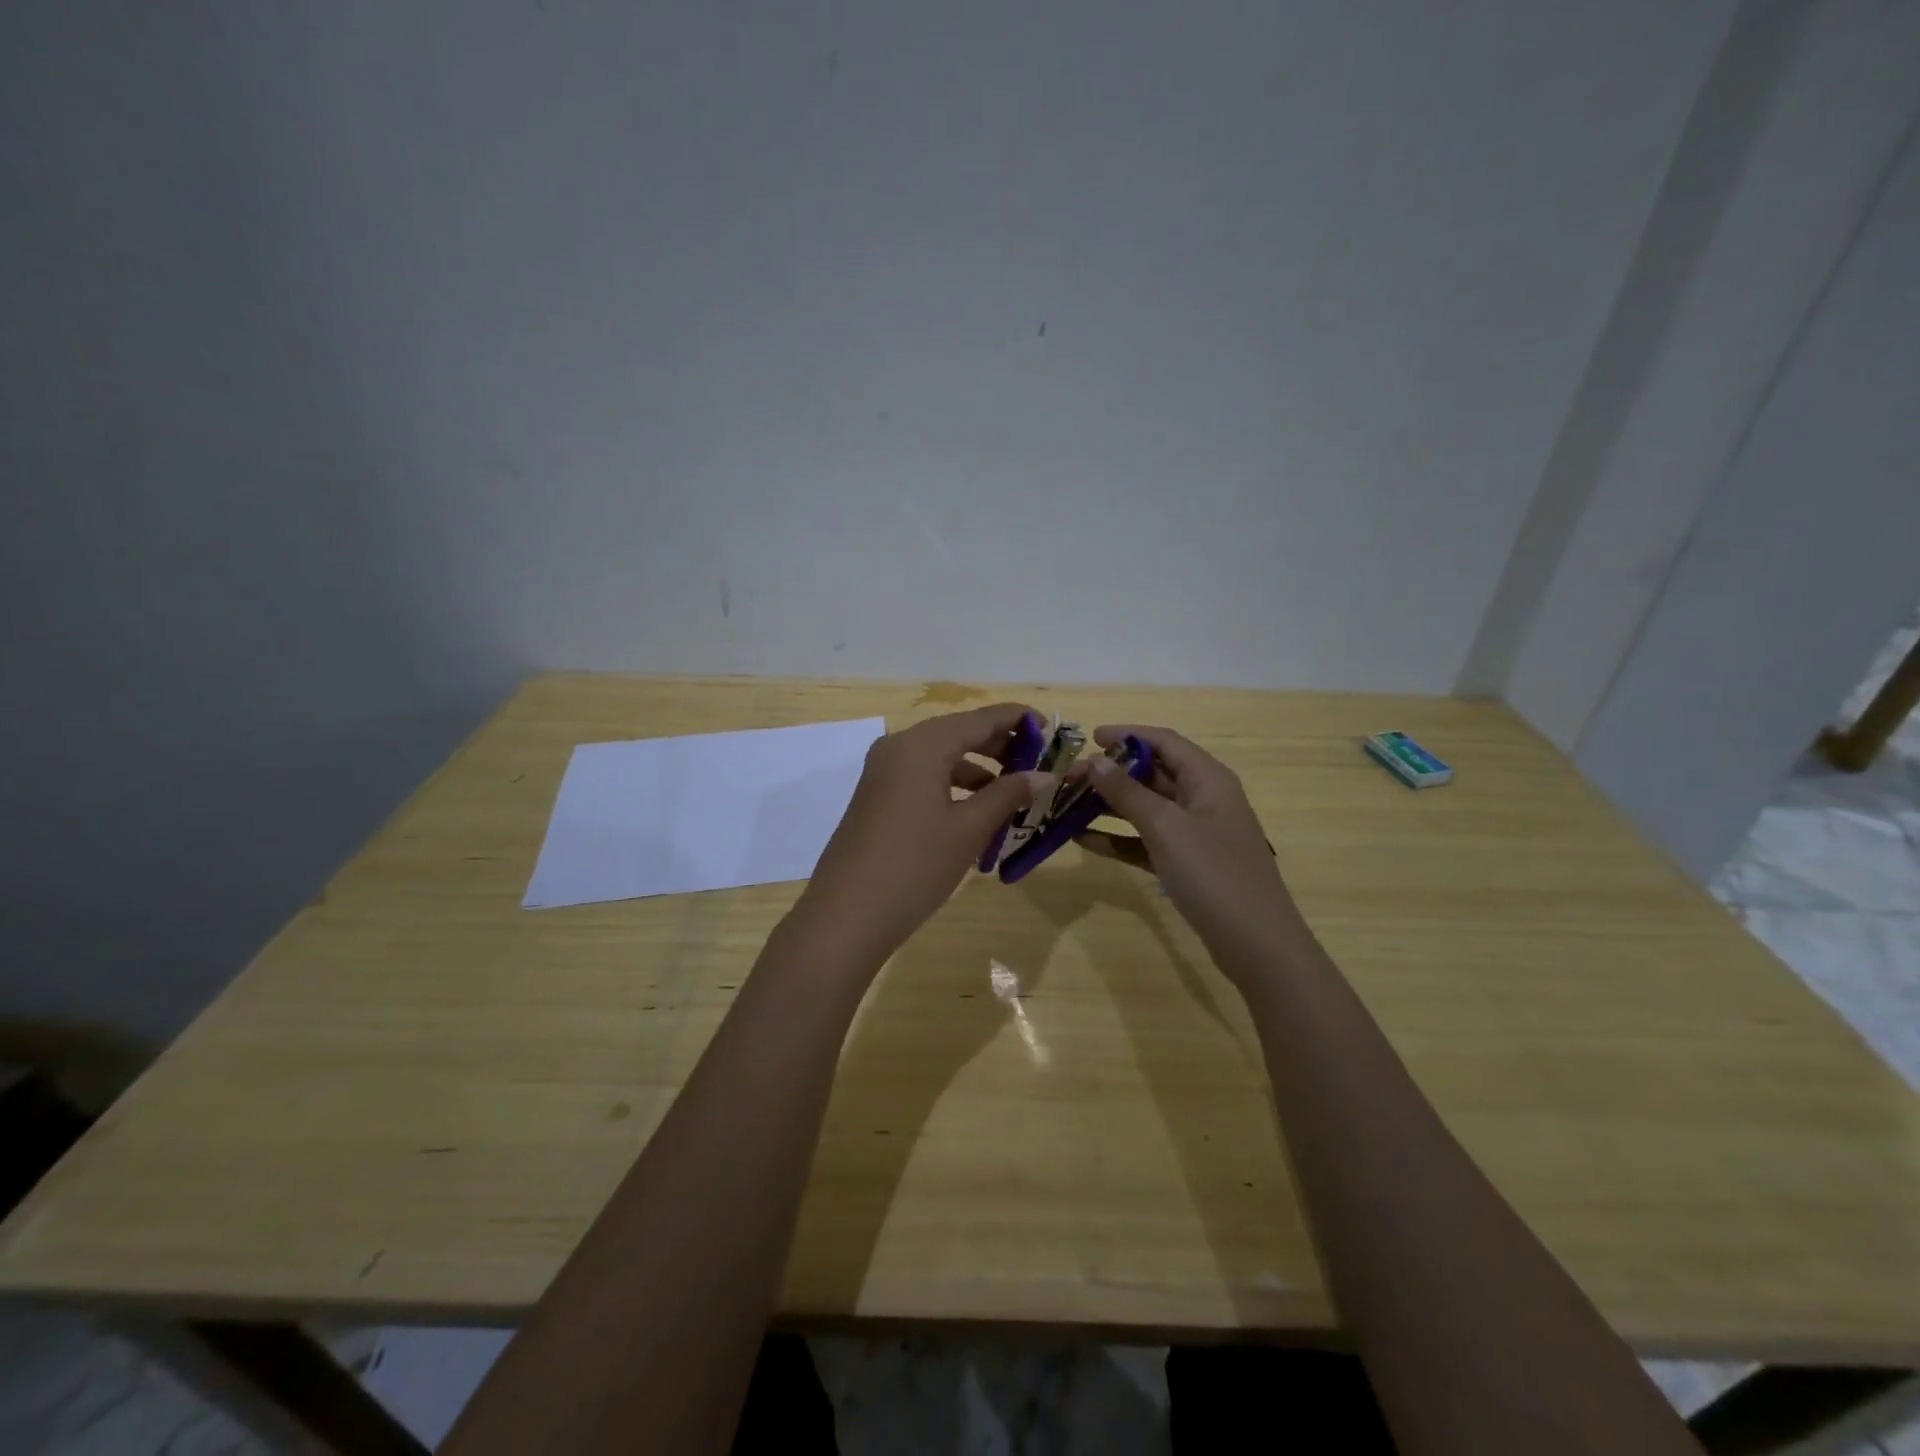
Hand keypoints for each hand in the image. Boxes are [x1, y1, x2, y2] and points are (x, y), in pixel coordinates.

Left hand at [796, 703, 1053, 968]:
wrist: (846, 915)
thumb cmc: (915, 865)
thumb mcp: (968, 828)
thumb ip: (1008, 794)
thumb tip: (1045, 775)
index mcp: (922, 744)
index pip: (981, 718)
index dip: (1019, 720)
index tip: (1053, 730)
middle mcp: (899, 747)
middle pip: (959, 733)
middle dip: (1001, 746)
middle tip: (1039, 765)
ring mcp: (883, 772)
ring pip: (941, 757)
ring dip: (979, 770)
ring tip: (1014, 794)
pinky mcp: (876, 796)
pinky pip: (923, 777)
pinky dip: (953, 787)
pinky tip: (976, 813)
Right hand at [1079, 725, 1298, 975]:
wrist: (1256, 944)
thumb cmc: (1213, 874)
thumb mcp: (1166, 827)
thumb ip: (1127, 792)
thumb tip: (1095, 760)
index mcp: (1208, 779)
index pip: (1164, 741)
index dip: (1127, 734)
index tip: (1088, 737)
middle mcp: (1203, 799)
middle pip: (1152, 773)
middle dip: (1111, 773)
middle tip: (1069, 778)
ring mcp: (1196, 833)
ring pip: (1147, 808)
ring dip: (1110, 805)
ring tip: (1068, 805)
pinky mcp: (1187, 863)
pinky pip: (1147, 840)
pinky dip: (1119, 838)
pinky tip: (1084, 840)